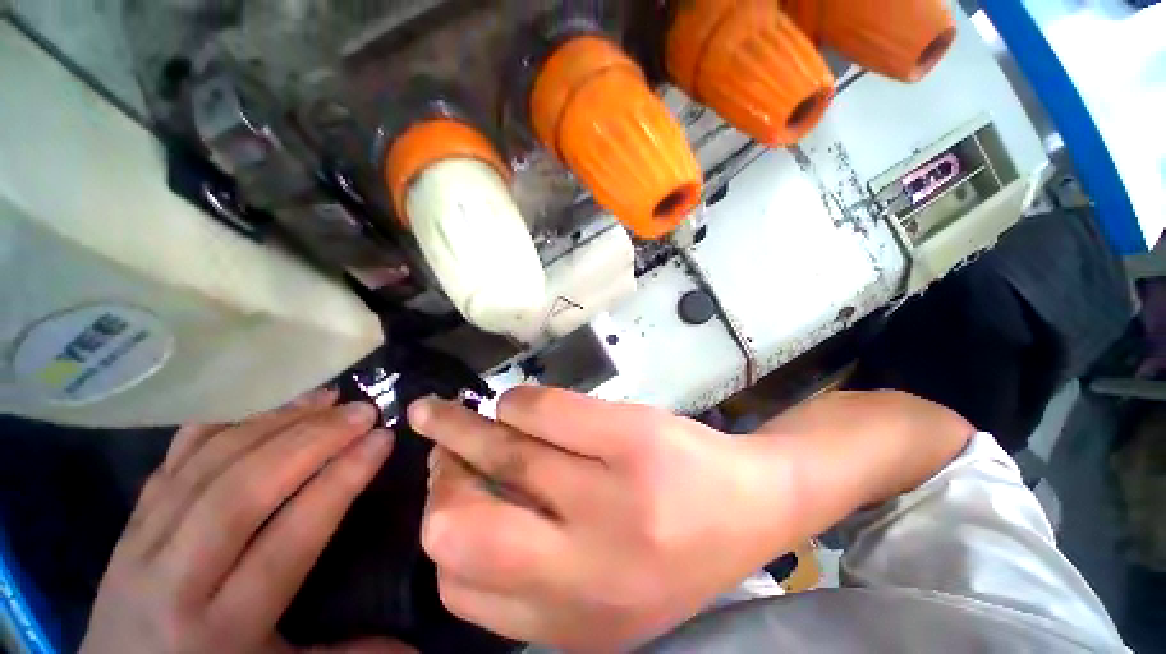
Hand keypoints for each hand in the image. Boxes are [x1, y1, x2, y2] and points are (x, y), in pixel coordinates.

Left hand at [81, 389, 413, 653]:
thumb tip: (415, 645)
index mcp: (221, 626)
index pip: (288, 538)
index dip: (339, 482)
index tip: (382, 440)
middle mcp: (175, 578)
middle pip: (241, 493)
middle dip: (310, 441)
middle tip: (361, 409)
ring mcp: (143, 542)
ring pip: (208, 466)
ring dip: (273, 422)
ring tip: (323, 397)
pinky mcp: (130, 521)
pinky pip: (174, 460)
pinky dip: (223, 425)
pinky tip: (262, 406)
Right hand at [409, 388, 792, 650]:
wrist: (755, 505)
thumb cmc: (675, 545)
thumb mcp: (599, 582)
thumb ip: (530, 565)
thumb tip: (460, 497)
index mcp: (575, 618)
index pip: (462, 587)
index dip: (443, 532)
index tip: (446, 492)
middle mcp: (588, 568)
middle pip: (463, 526)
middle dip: (441, 479)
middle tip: (441, 448)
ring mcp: (614, 497)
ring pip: (504, 450)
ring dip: (463, 427)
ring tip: (448, 412)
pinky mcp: (632, 439)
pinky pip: (544, 411)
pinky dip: (517, 403)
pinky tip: (517, 404)